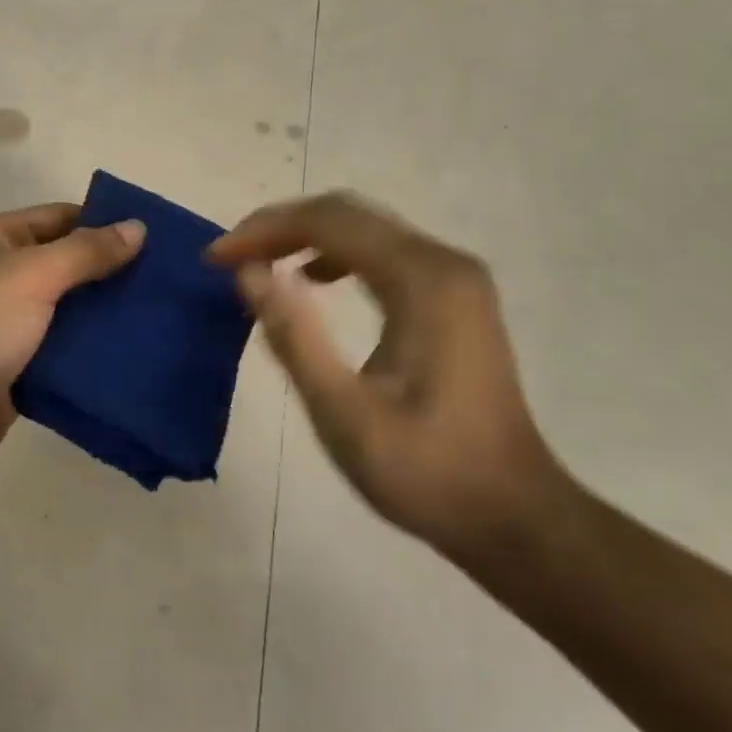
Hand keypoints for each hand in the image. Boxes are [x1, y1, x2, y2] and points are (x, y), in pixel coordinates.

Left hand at [0, 203, 143, 483]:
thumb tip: (138, 226)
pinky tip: (135, 353)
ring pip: (71, 309)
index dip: (106, 223)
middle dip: (114, 271)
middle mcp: (4, 274)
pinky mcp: (20, 366)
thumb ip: (87, 251)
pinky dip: (93, 350)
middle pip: (70, 263)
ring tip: (162, 316)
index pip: (63, 217)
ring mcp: (11, 322)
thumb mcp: (33, 275)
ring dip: (108, 313)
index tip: (159, 238)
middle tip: (170, 282)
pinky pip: (65, 349)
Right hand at [207, 191, 560, 556]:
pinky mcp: (453, 295)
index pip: (328, 222)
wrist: (515, 516)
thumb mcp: (345, 415)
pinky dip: (335, 254)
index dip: (263, 230)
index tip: (215, 258)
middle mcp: (442, 262)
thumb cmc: (428, 473)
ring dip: (304, 236)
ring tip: (258, 264)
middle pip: (346, 214)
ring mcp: (453, 276)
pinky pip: (383, 251)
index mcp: (422, 280)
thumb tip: (248, 272)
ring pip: (364, 228)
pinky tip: (312, 279)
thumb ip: (295, 337)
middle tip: (230, 258)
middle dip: (279, 227)